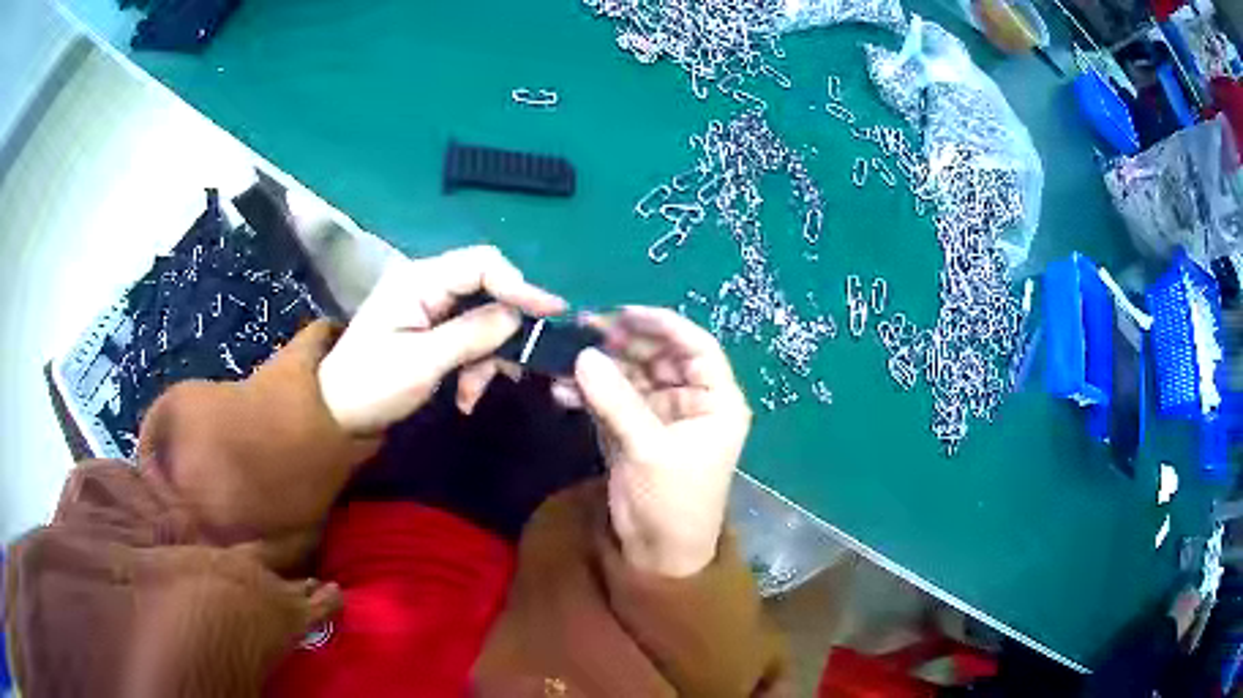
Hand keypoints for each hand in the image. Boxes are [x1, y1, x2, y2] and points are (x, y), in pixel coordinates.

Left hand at [318, 246, 564, 435]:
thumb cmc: (372, 384)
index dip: (519, 285)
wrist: (337, 413)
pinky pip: (471, 340)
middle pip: (488, 291)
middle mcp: (429, 285)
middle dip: (501, 333)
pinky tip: (466, 397)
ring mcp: (431, 308)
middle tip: (513, 368)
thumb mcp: (422, 361)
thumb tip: (519, 315)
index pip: (482, 264)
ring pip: (484, 321)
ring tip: (471, 396)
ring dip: (486, 359)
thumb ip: (472, 334)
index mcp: (420, 280)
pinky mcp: (434, 331)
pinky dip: (475, 368)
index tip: (551, 313)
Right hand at [571, 307, 750, 577]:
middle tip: (583, 329)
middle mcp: (690, 401)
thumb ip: (616, 400)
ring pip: (630, 376)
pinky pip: (611, 400)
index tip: (624, 312)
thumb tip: (584, 355)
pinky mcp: (632, 430)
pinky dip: (589, 394)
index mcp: (715, 401)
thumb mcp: (649, 449)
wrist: (657, 552)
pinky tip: (562, 390)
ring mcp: (659, 414)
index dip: (663, 325)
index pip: (696, 347)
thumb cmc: (672, 501)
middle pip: (658, 356)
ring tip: (566, 356)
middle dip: (622, 343)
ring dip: (599, 367)